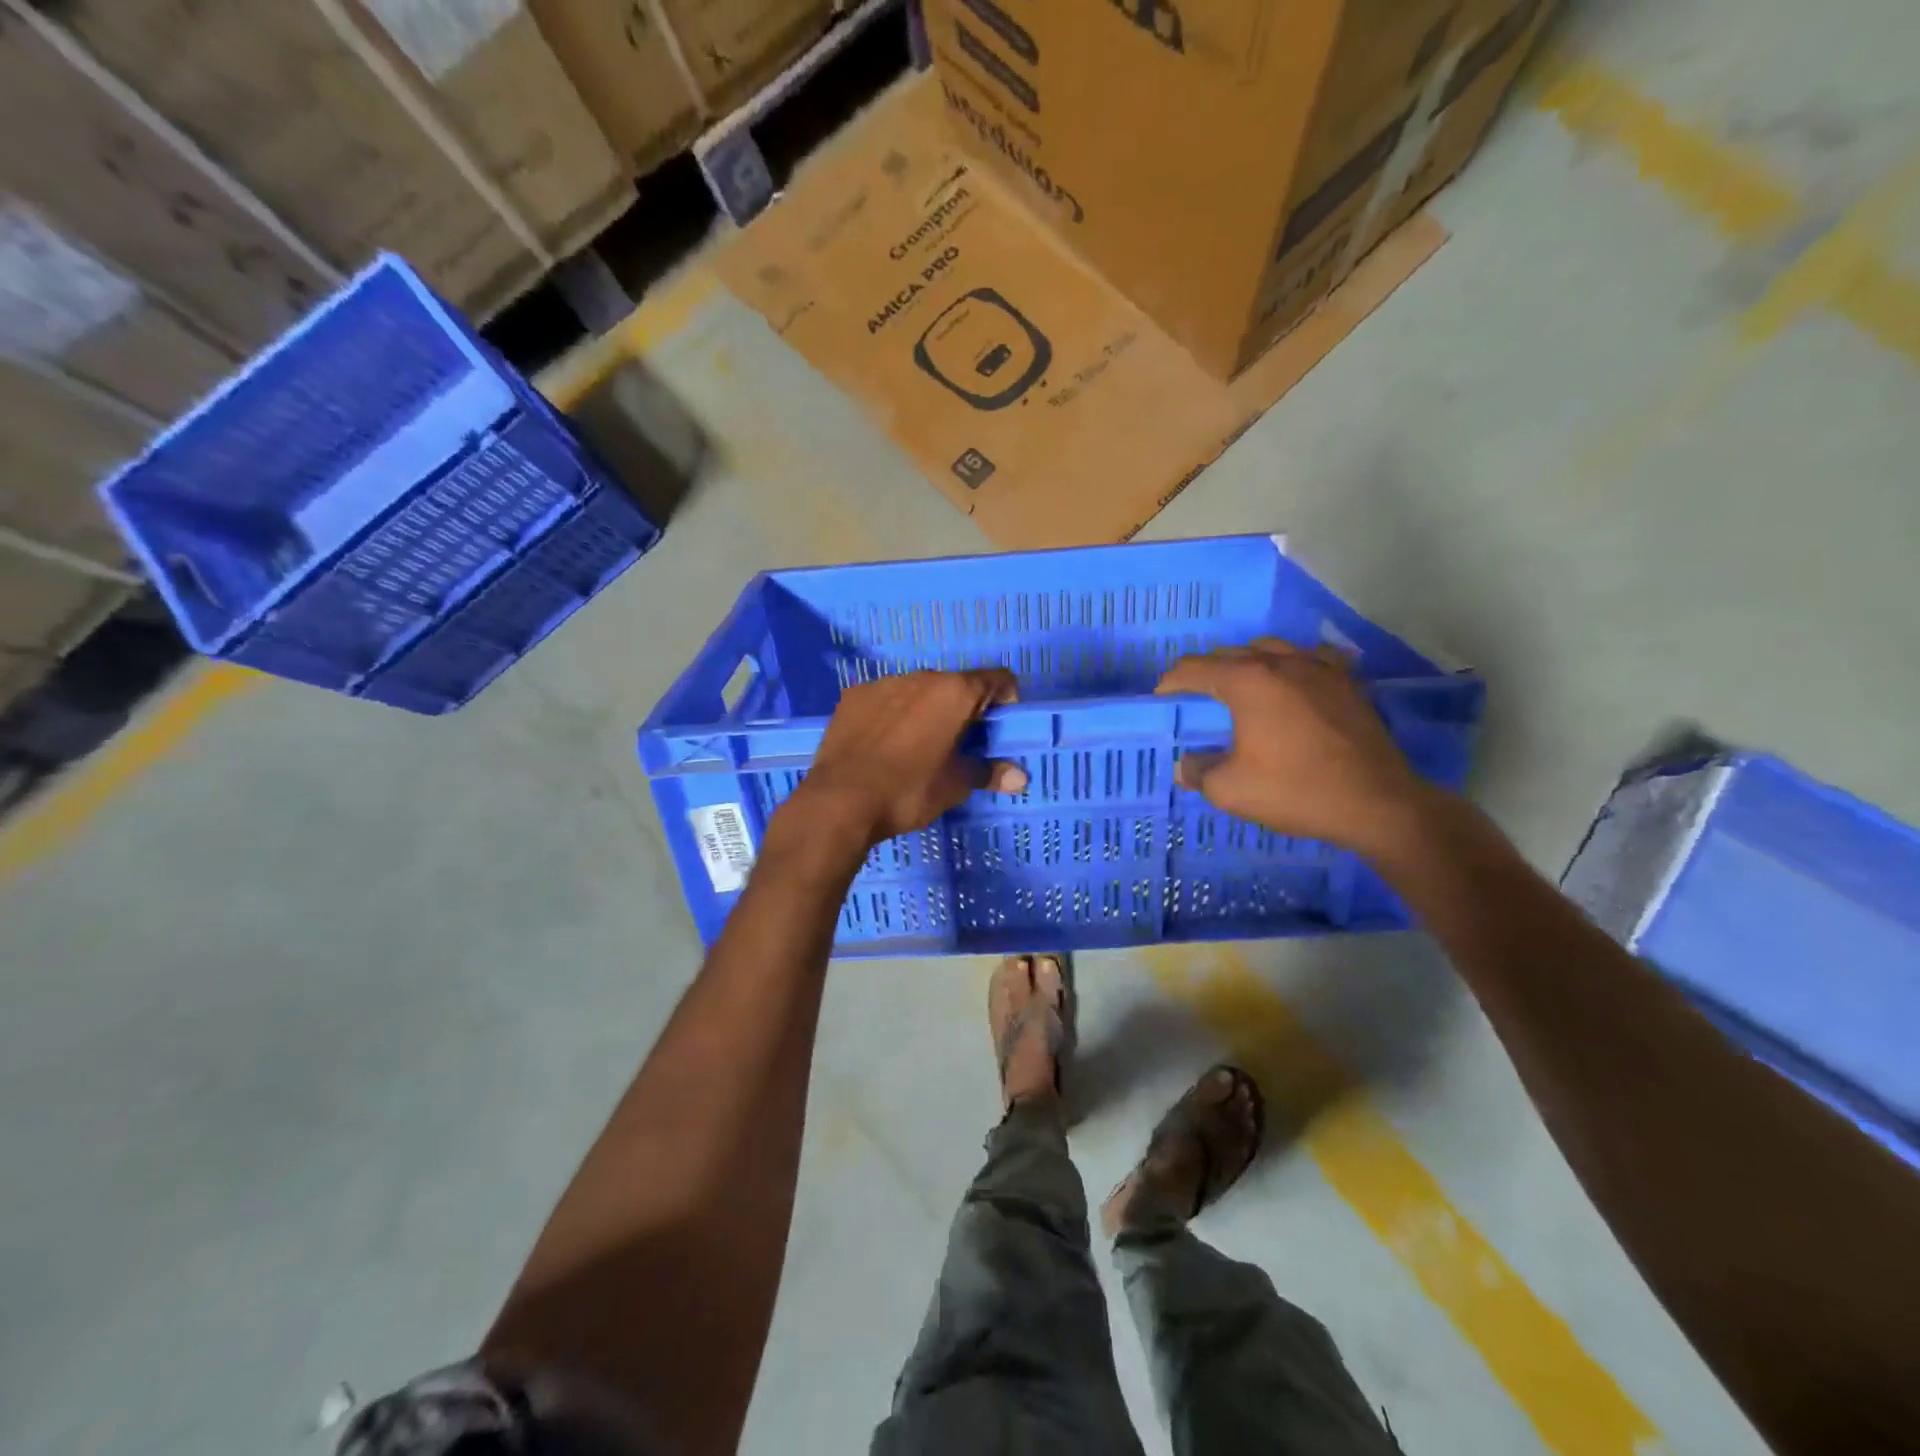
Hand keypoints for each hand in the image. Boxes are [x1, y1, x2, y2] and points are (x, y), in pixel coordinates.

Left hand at [790, 669, 1027, 846]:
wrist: (840, 801)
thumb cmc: (909, 791)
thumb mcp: (955, 786)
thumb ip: (989, 773)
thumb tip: (1020, 778)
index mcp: (955, 692)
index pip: (997, 679)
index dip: (1006, 699)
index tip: (1000, 725)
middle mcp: (922, 676)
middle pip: (956, 684)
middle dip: (964, 708)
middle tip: (961, 742)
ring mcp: (884, 683)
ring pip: (918, 689)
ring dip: (927, 709)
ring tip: (919, 745)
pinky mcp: (854, 695)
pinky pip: (885, 698)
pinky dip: (893, 713)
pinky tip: (884, 744)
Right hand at [1155, 640, 1437, 856]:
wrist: (1377, 803)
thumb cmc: (1296, 790)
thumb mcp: (1230, 790)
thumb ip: (1198, 771)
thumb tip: (1186, 765)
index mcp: (1247, 681)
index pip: (1194, 668)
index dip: (1171, 683)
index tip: (1162, 701)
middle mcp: (1281, 662)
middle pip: (1230, 654)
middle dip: (1206, 673)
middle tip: (1196, 701)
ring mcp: (1319, 668)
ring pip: (1270, 649)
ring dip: (1247, 664)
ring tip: (1242, 690)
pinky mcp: (1347, 682)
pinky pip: (1311, 659)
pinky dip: (1292, 666)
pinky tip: (1293, 684)